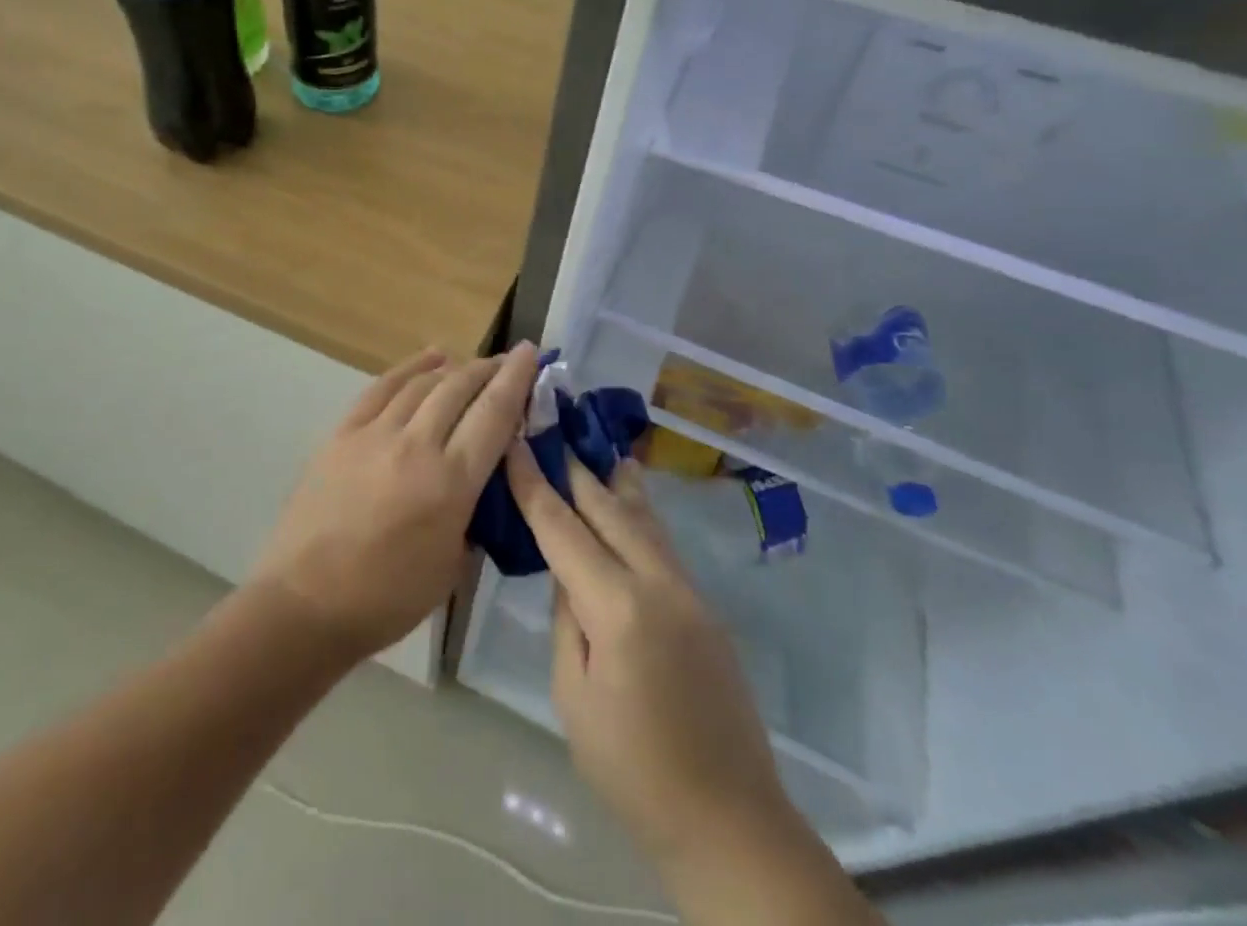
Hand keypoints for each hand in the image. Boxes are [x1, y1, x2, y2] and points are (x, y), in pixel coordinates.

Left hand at [254, 341, 540, 658]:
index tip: (531, 353)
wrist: (306, 603)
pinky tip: (431, 358)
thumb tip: (482, 479)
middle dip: (489, 369)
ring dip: (454, 369)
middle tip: (507, 362)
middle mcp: (417, 445)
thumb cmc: (387, 599)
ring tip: (472, 365)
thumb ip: (473, 512)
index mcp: (451, 483)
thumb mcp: (453, 565)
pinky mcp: (343, 433)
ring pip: (424, 383)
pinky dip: (411, 368)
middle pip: (460, 388)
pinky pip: (382, 388)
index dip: (516, 379)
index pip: (494, 414)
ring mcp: (375, 434)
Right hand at [505, 445, 789, 865]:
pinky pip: (661, 543)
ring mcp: (688, 591)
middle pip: (608, 507)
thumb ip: (568, 621)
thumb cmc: (633, 770)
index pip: (563, 528)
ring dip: (614, 481)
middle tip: (553, 426)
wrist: (729, 820)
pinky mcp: (704, 606)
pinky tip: (630, 501)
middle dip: (575, 467)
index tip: (517, 439)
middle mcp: (657, 582)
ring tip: (596, 446)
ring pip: (643, 518)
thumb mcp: (574, 698)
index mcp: (617, 607)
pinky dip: (638, 513)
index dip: (534, 482)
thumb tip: (568, 574)